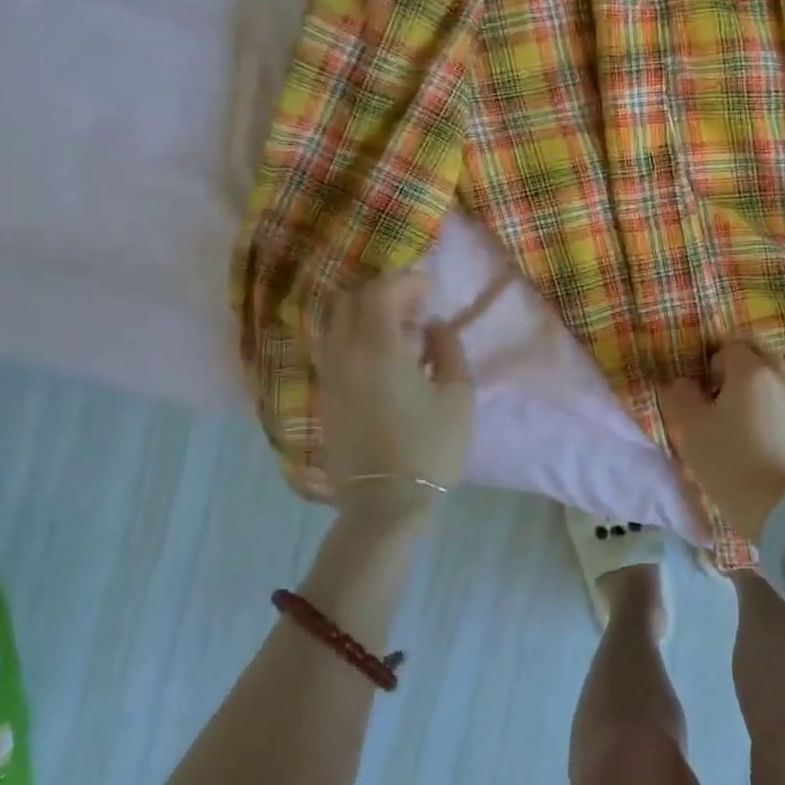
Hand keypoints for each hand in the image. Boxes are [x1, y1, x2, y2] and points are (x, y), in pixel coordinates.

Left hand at [317, 269, 472, 514]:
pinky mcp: (326, 398)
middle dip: (382, 294)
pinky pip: (335, 350)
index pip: (380, 292)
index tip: (430, 288)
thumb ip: (448, 348)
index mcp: (377, 348)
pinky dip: (357, 340)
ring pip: (337, 325)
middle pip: (350, 301)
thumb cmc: (430, 447)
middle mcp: (344, 354)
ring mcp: (329, 376)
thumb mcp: (458, 394)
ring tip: (401, 335)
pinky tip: (385, 361)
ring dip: (366, 317)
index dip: (406, 281)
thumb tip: (433, 326)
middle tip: (414, 307)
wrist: (385, 504)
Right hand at [658, 343, 784, 540]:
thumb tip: (681, 383)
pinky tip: (760, 446)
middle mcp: (781, 380)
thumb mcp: (691, 428)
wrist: (784, 509)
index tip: (703, 394)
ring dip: (757, 395)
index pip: (729, 349)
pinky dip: (772, 417)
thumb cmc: (730, 461)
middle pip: (759, 359)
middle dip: (739, 372)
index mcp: (751, 372)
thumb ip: (680, 396)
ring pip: (775, 385)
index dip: (712, 366)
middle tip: (720, 400)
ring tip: (739, 426)